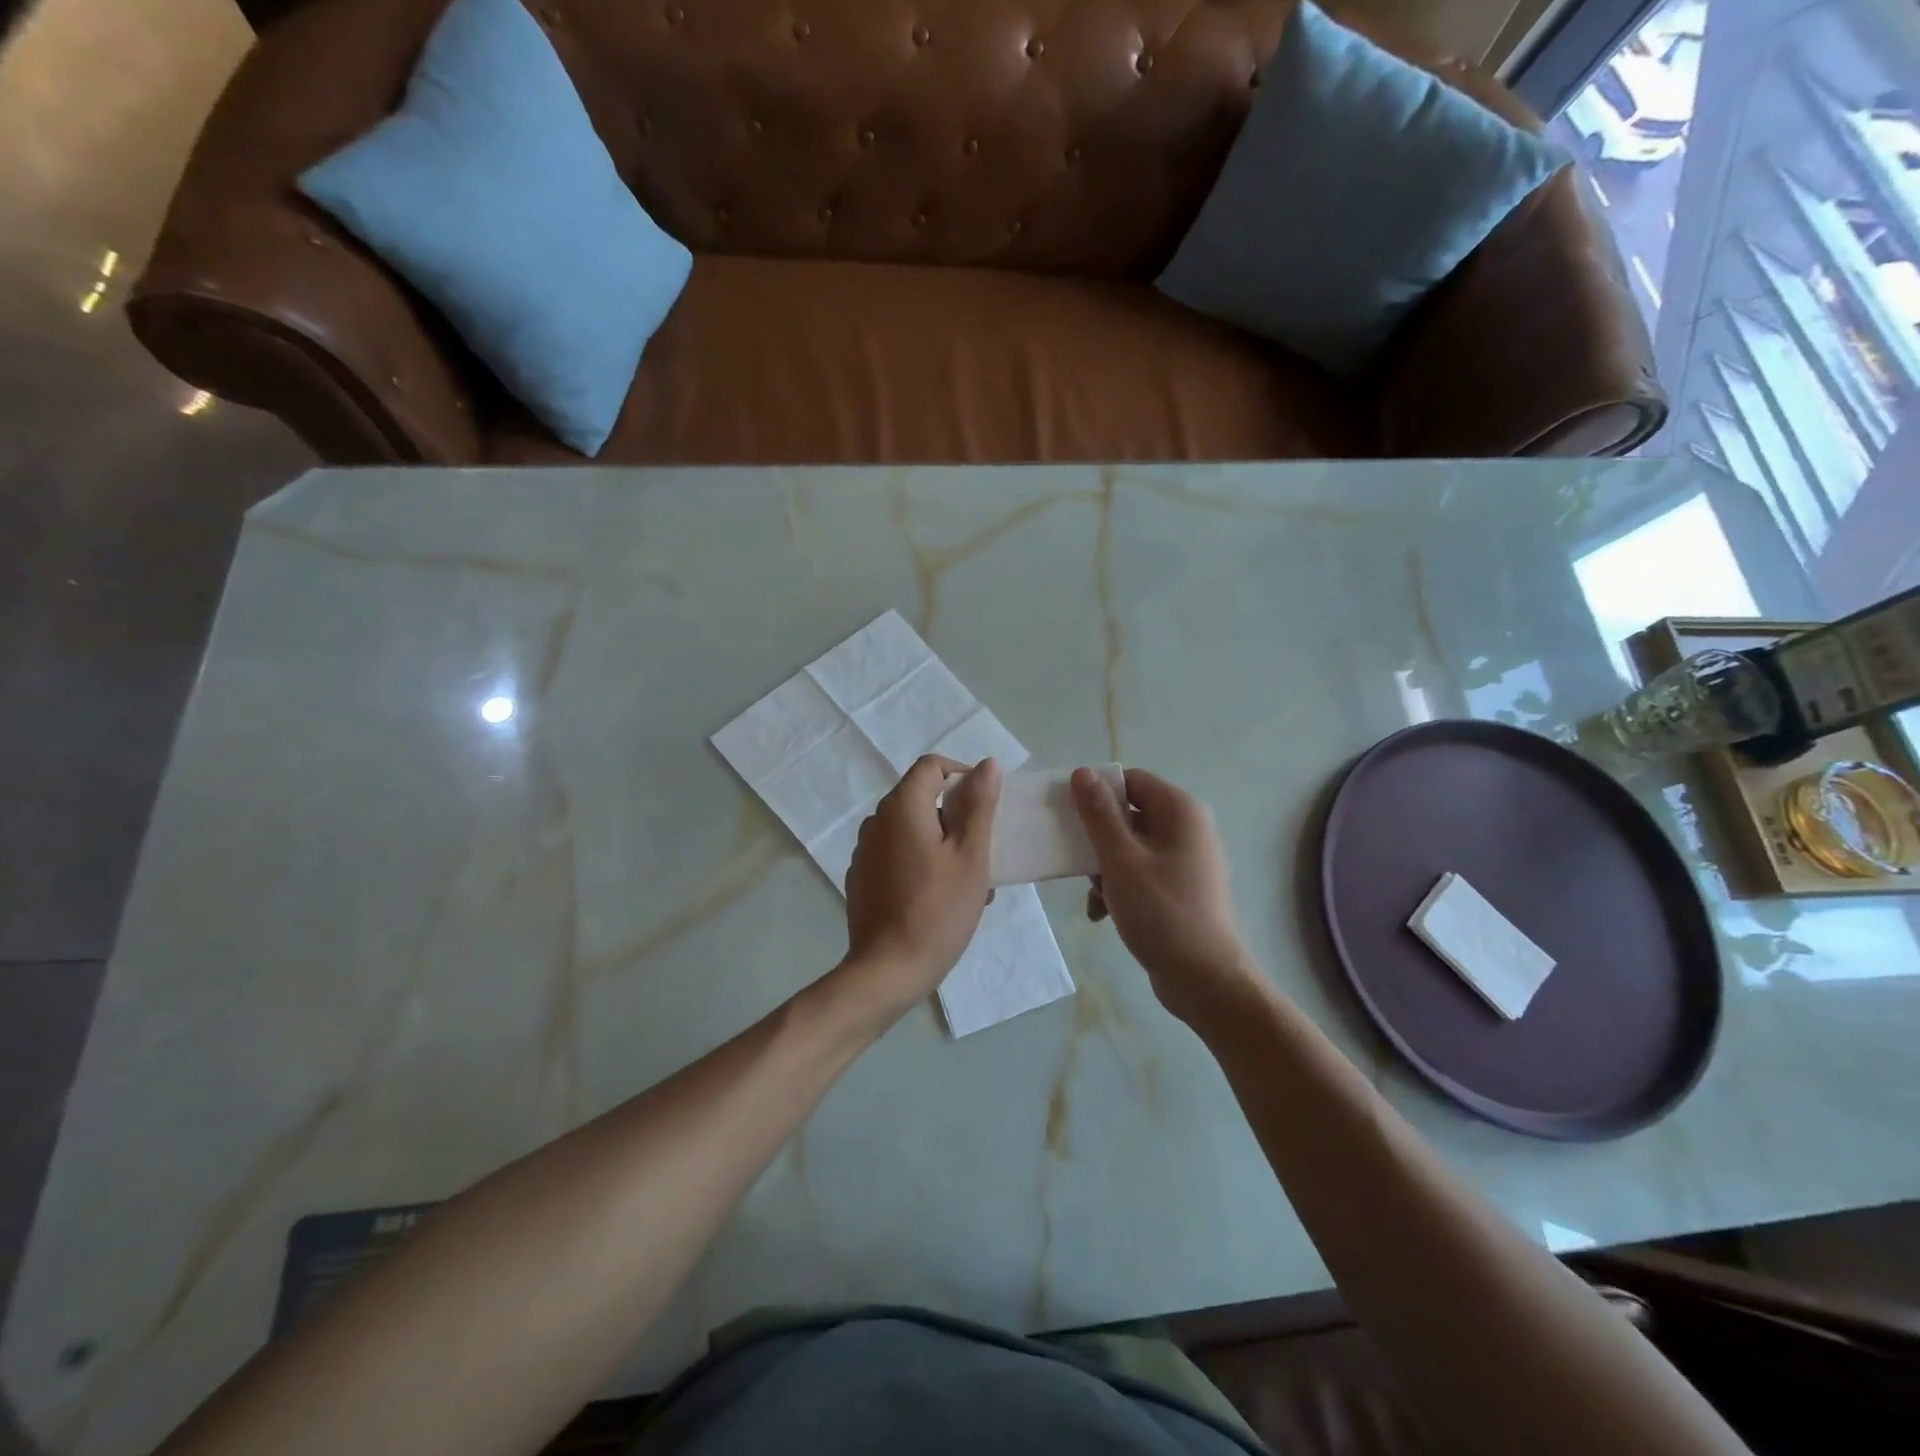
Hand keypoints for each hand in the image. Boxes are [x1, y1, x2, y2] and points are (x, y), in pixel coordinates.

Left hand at [841, 755, 1001, 1020]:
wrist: (888, 969)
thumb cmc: (938, 910)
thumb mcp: (971, 856)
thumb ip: (979, 805)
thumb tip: (987, 764)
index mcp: (901, 807)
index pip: (931, 766)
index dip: (962, 775)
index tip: (985, 805)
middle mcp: (876, 821)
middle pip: (921, 798)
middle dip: (956, 816)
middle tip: (983, 851)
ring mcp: (864, 851)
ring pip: (911, 829)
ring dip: (942, 843)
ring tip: (970, 882)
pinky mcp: (861, 877)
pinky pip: (896, 854)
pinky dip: (921, 861)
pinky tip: (940, 897)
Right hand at [1072, 766, 1264, 1025]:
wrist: (1205, 979)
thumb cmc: (1161, 912)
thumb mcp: (1120, 859)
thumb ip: (1099, 814)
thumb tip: (1082, 772)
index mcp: (1180, 810)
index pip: (1130, 780)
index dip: (1096, 792)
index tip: (1068, 815)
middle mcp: (1188, 827)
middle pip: (1128, 814)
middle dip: (1097, 840)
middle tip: (1076, 863)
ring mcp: (1186, 859)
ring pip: (1130, 846)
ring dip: (1104, 868)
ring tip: (1095, 898)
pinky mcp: (1181, 887)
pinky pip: (1142, 871)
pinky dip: (1120, 887)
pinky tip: (1103, 914)